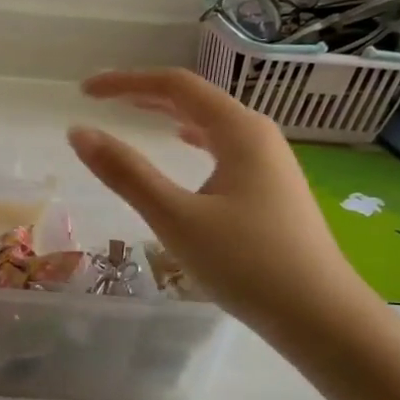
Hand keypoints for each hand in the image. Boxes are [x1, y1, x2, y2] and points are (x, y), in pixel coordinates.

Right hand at [67, 69, 374, 336]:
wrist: (320, 316)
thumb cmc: (246, 263)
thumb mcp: (176, 218)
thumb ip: (126, 173)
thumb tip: (79, 133)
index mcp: (240, 131)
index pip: (175, 86)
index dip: (126, 82)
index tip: (85, 92)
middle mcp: (259, 136)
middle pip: (196, 99)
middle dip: (146, 94)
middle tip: (102, 100)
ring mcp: (270, 163)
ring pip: (212, 124)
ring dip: (171, 115)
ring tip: (136, 114)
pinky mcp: (272, 190)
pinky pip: (224, 148)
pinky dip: (194, 140)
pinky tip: (186, 149)